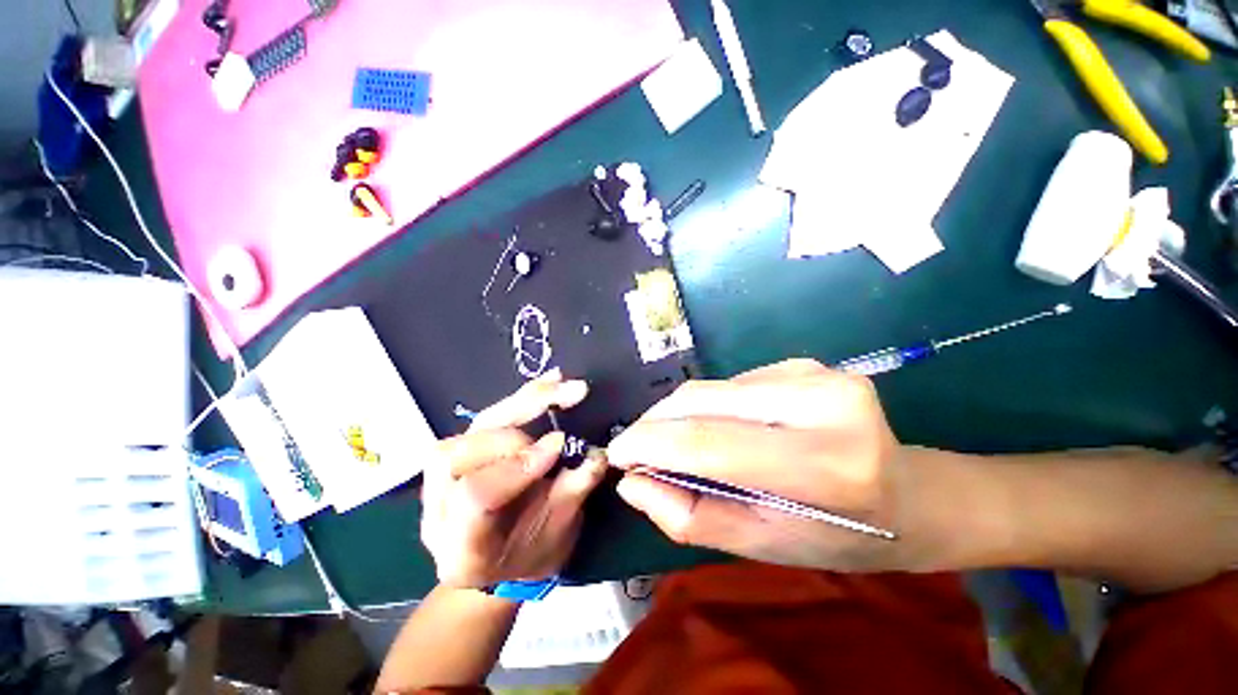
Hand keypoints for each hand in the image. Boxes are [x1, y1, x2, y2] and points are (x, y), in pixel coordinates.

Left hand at [421, 370, 608, 587]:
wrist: (502, 564)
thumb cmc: (533, 556)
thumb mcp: (559, 534)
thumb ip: (574, 492)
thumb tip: (598, 454)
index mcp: (461, 549)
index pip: (474, 496)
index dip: (518, 466)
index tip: (560, 445)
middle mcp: (438, 512)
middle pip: (457, 454)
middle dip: (516, 429)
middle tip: (561, 415)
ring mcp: (441, 479)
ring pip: (470, 428)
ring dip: (519, 403)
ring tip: (558, 384)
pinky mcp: (461, 452)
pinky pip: (485, 418)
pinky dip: (519, 398)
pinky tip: (548, 382)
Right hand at [608, 359, 905, 570]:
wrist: (912, 494)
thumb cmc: (841, 535)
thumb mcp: (765, 545)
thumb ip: (691, 517)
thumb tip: (632, 483)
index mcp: (826, 467)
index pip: (709, 442)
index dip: (650, 444)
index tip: (617, 454)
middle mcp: (824, 404)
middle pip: (703, 402)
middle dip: (655, 424)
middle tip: (635, 448)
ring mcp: (816, 373)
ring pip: (711, 389)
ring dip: (680, 416)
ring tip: (675, 444)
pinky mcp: (804, 363)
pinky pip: (731, 384)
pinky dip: (709, 407)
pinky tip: (722, 427)